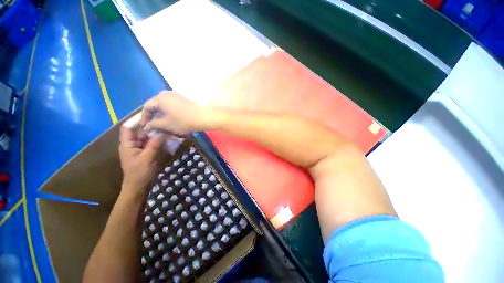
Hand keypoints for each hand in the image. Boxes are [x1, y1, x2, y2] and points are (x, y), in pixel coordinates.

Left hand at [119, 126, 163, 198]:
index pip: (128, 127)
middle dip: (151, 127)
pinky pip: (153, 144)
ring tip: (168, 129)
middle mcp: (133, 144)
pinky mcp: (146, 153)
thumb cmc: (140, 173)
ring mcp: (140, 149)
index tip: (151, 115)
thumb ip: (155, 144)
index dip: (137, 120)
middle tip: (164, 122)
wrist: (139, 187)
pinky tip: (168, 139)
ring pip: (148, 137)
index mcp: (127, 144)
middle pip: (140, 131)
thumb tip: (163, 131)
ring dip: (157, 134)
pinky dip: (159, 141)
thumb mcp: (148, 157)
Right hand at [141, 91, 211, 134]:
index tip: (144, 126)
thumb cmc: (183, 121)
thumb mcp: (166, 124)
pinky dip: (168, 111)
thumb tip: (145, 127)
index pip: (146, 107)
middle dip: (152, 115)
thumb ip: (153, 124)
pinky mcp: (183, 99)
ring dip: (160, 114)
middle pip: (155, 104)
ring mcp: (176, 95)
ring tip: (161, 123)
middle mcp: (166, 93)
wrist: (203, 117)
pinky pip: (171, 104)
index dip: (144, 117)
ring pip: (163, 105)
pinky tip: (170, 118)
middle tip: (152, 125)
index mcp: (160, 98)